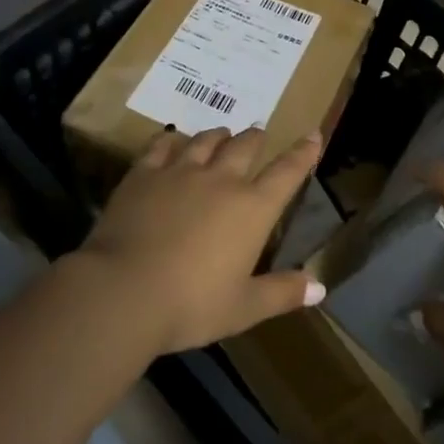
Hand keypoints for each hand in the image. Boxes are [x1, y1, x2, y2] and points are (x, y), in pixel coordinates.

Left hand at [79, 126, 325, 355]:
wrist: (123, 291)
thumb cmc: (191, 305)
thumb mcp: (243, 308)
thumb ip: (282, 293)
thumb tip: (320, 287)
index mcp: (252, 209)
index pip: (287, 172)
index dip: (303, 152)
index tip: (313, 135)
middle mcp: (221, 180)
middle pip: (245, 146)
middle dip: (256, 138)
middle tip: (258, 134)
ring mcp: (181, 171)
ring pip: (206, 140)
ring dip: (219, 135)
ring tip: (222, 134)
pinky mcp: (145, 173)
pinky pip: (163, 145)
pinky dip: (173, 139)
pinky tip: (173, 140)